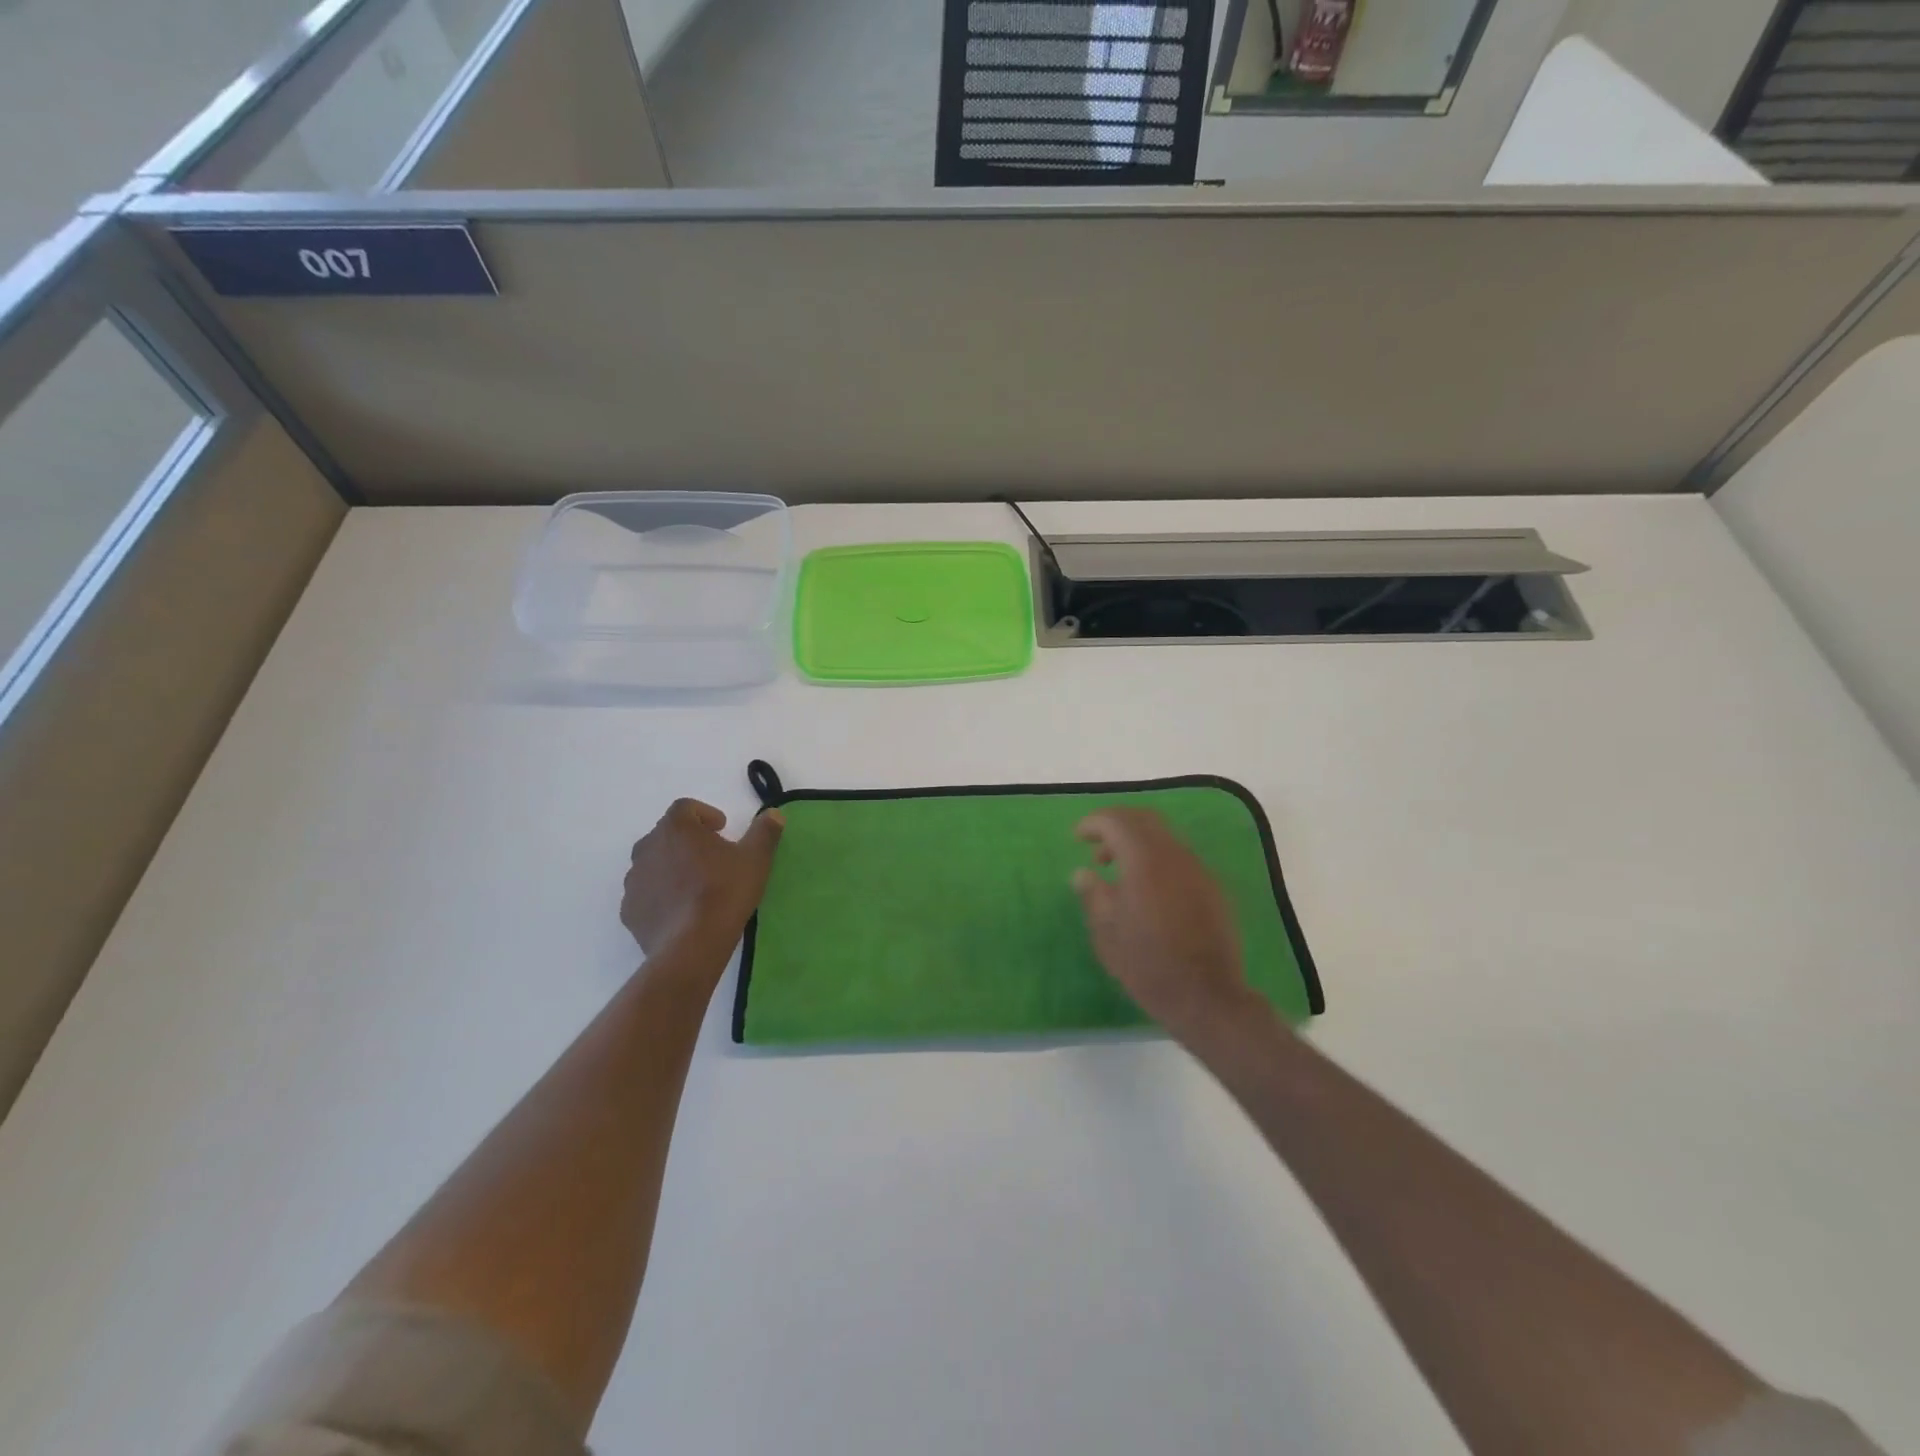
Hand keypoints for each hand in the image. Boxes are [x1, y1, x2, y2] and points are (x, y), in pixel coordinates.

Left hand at [623, 799, 784, 962]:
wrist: (691, 945)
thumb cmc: (725, 892)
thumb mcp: (755, 859)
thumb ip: (764, 831)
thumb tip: (774, 813)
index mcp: (676, 828)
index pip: (685, 807)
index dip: (704, 814)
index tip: (722, 829)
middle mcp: (648, 847)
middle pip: (666, 834)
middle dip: (688, 840)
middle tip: (712, 857)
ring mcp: (634, 880)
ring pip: (653, 863)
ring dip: (672, 866)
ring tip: (696, 885)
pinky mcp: (629, 910)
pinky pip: (646, 893)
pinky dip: (660, 894)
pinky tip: (681, 910)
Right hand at [1072, 809, 1263, 1045]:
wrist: (1206, 996)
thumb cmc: (1147, 964)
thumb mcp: (1106, 933)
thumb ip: (1093, 895)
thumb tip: (1083, 873)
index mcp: (1145, 860)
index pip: (1117, 820)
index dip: (1094, 823)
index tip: (1078, 837)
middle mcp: (1175, 855)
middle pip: (1144, 820)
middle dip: (1117, 826)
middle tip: (1097, 850)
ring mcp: (1198, 870)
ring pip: (1165, 837)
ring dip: (1139, 843)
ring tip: (1120, 874)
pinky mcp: (1213, 888)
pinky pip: (1180, 859)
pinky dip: (1158, 860)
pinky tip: (1149, 891)